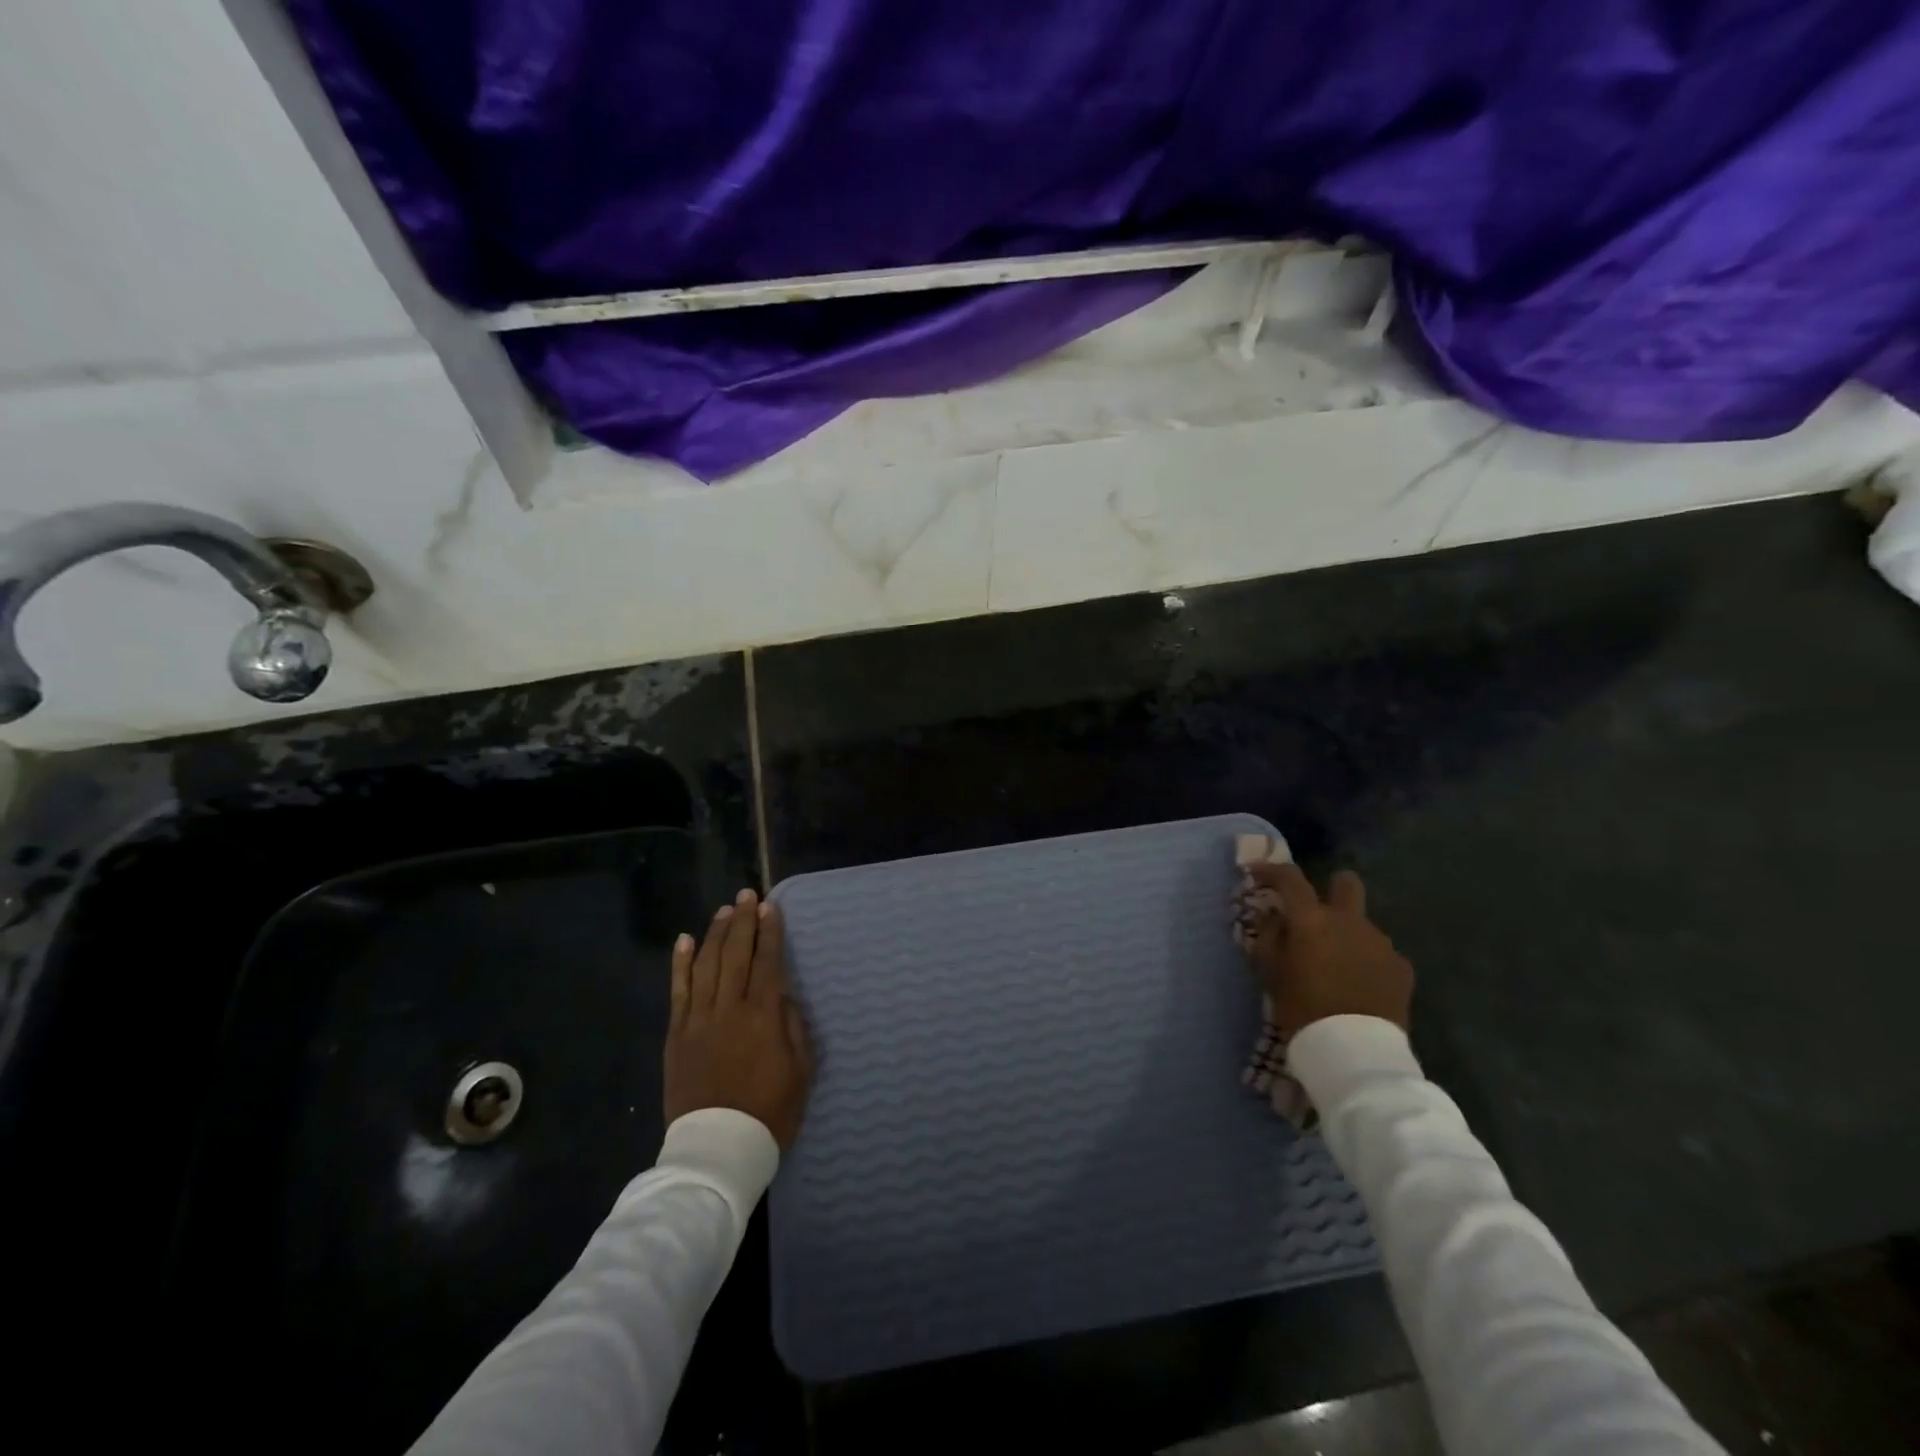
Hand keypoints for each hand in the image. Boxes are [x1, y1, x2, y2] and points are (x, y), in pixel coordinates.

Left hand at [665, 888, 814, 1148]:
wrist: (718, 1149)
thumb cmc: (769, 1111)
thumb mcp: (801, 1071)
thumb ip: (794, 1026)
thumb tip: (784, 995)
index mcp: (763, 1015)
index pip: (767, 962)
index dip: (769, 932)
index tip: (770, 908)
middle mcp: (729, 1008)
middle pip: (735, 954)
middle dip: (742, 921)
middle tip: (747, 895)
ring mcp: (698, 1020)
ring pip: (706, 965)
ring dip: (715, 934)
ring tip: (723, 911)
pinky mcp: (677, 1035)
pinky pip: (678, 991)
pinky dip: (680, 964)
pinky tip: (684, 940)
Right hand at [1245, 863, 1413, 1036]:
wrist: (1355, 1052)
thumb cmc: (1303, 1009)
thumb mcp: (1271, 974)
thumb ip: (1269, 937)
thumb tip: (1272, 916)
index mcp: (1312, 919)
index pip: (1290, 878)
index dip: (1271, 870)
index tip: (1257, 874)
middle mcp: (1349, 921)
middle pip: (1346, 883)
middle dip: (1332, 888)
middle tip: (1317, 912)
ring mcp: (1380, 943)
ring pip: (1362, 924)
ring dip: (1347, 934)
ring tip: (1337, 966)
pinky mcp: (1401, 967)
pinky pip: (1380, 953)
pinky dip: (1367, 961)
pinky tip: (1359, 986)